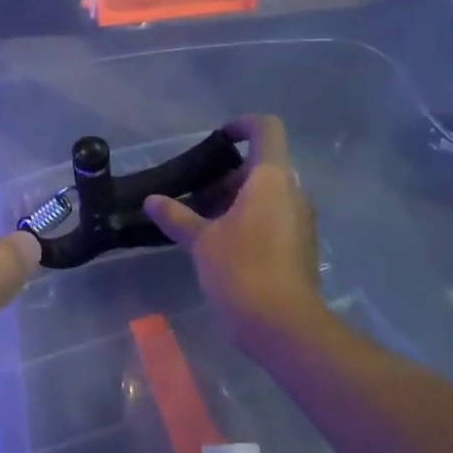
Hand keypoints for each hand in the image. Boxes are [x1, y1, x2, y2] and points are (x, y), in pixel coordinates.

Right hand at [145, 116, 336, 354]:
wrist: (285, 328)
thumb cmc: (242, 270)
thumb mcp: (201, 241)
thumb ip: (177, 215)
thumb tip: (151, 200)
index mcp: (271, 179)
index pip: (266, 129)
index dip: (243, 125)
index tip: (218, 139)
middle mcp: (293, 193)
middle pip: (263, 166)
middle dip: (228, 174)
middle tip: (196, 193)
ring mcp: (301, 221)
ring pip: (268, 194)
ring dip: (237, 199)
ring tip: (202, 221)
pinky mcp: (301, 247)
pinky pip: (274, 217)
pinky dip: (249, 219)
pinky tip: (221, 244)